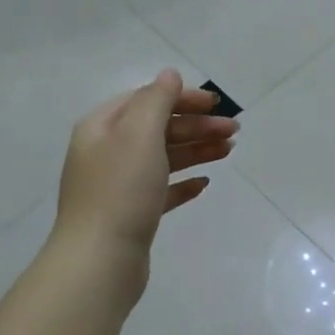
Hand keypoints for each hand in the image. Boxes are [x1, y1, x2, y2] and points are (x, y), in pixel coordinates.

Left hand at [53, 69, 236, 267]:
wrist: (100, 259)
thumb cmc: (121, 190)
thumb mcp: (140, 134)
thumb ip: (157, 99)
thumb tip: (169, 74)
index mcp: (101, 126)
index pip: (146, 99)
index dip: (182, 97)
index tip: (217, 104)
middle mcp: (106, 151)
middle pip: (157, 128)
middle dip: (196, 125)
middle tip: (234, 131)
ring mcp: (116, 185)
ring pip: (162, 158)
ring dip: (195, 150)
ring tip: (228, 152)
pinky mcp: (130, 214)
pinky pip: (160, 190)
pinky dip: (183, 183)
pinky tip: (204, 184)